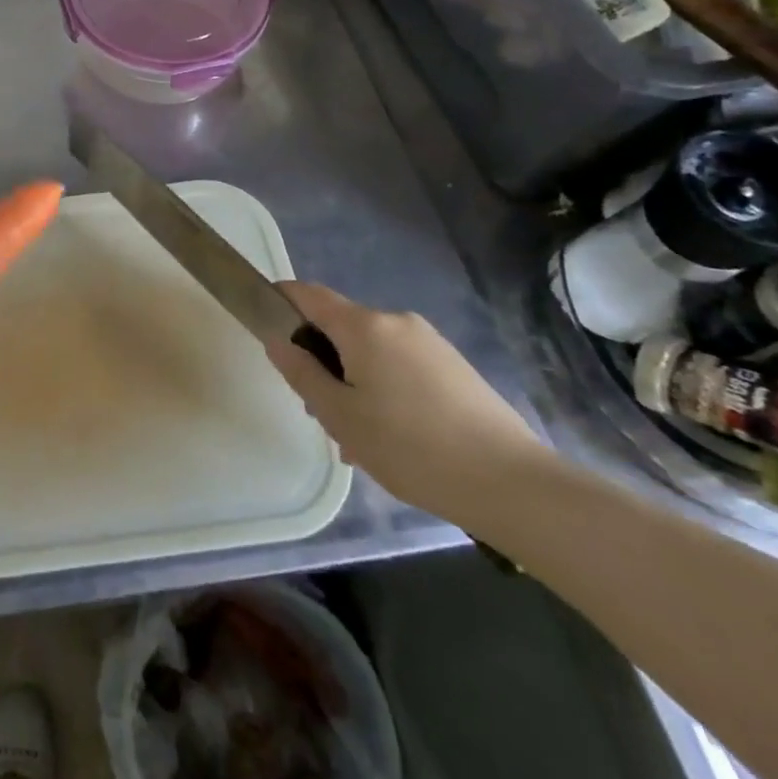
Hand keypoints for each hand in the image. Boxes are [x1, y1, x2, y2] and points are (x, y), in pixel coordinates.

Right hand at [264, 282, 546, 524]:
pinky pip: (401, 365)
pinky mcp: (454, 367)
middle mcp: (396, 322)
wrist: (513, 484)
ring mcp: (430, 343)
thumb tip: (278, 340)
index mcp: (364, 326)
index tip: (265, 324)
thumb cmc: (411, 448)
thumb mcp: (341, 416)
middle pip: (341, 327)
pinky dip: (384, 388)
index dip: (281, 300)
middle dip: (321, 359)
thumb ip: (302, 373)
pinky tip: (393, 439)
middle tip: (318, 411)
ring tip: (357, 439)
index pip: (309, 294)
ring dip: (353, 381)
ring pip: (372, 351)